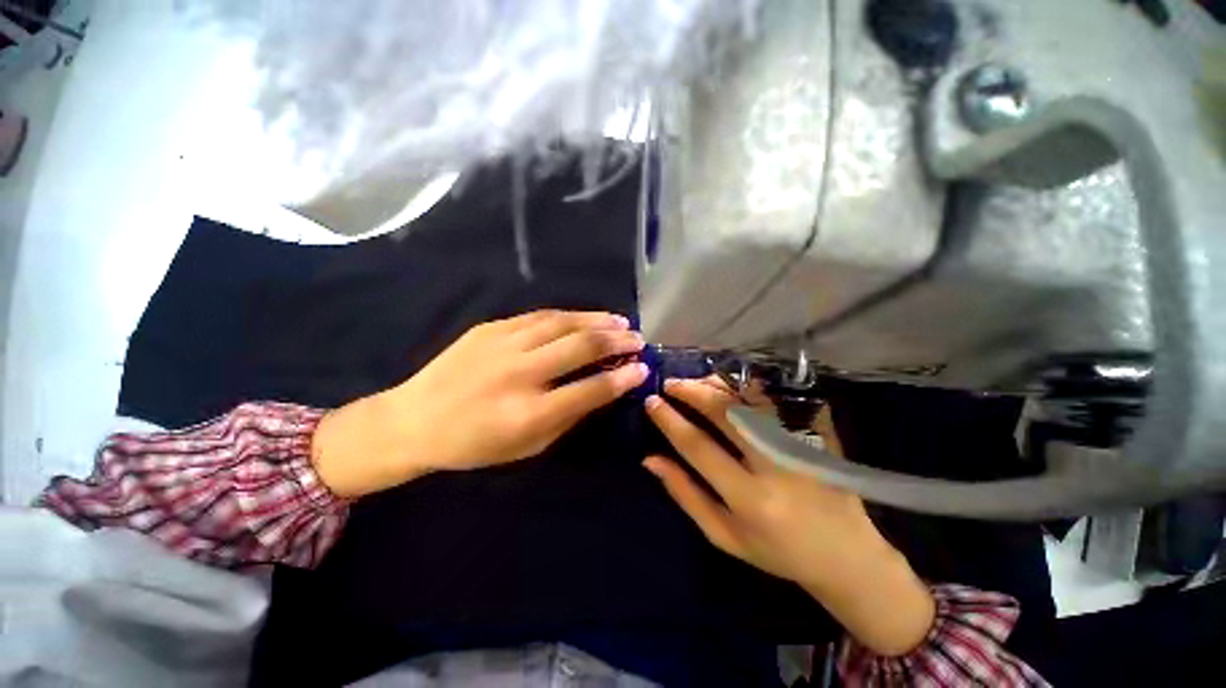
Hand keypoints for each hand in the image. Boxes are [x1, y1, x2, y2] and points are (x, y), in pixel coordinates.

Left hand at [312, 310, 647, 496]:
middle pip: (581, 347)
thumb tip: (601, 390)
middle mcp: (520, 374)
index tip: (642, 368)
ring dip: (597, 321)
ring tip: (619, 322)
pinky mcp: (491, 328)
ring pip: (563, 323)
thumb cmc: (475, 445)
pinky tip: (584, 317)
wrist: (414, 420)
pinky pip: (539, 317)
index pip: (590, 390)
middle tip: (637, 340)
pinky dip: (568, 316)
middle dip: (617, 342)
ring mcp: (503, 345)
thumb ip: (567, 418)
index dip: (622, 378)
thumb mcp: (528, 448)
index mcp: (529, 413)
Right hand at [643, 378, 934, 655]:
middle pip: (725, 413)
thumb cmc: (777, 552)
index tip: (651, 402)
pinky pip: (778, 400)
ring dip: (718, 384)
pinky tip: (732, 383)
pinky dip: (750, 386)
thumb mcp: (724, 535)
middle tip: (671, 383)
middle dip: (691, 391)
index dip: (670, 421)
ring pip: (751, 399)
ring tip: (696, 380)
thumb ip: (685, 494)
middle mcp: (774, 466)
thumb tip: (650, 459)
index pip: (698, 447)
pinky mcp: (817, 435)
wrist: (845, 556)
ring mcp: (800, 445)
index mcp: (748, 498)